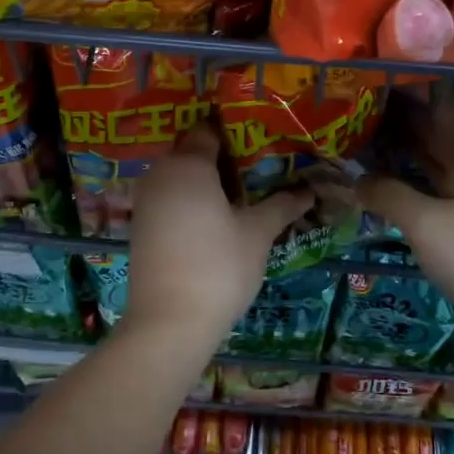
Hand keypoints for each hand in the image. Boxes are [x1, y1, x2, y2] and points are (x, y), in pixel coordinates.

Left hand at [125, 123, 313, 346]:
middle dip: (226, 156)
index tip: (264, 137)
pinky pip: (171, 198)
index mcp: (188, 164)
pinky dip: (193, 200)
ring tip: (246, 191)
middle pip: (193, 151)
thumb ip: (282, 205)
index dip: (237, 131)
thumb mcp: (257, 233)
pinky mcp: (143, 226)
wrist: (168, 324)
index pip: (210, 130)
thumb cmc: (218, 266)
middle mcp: (161, 173)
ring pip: (181, 176)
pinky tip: (219, 217)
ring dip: (209, 180)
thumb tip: (309, 191)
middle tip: (262, 165)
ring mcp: (147, 201)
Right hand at [357, 86, 453, 334]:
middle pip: (443, 139)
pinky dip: (419, 188)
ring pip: (442, 170)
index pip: (447, 110)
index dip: (419, 93)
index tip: (387, 79)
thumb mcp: (427, 224)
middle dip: (408, 122)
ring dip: (412, 156)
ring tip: (374, 143)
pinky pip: (443, 197)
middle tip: (367, 109)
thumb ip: (390, 196)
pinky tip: (398, 191)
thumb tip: (356, 179)